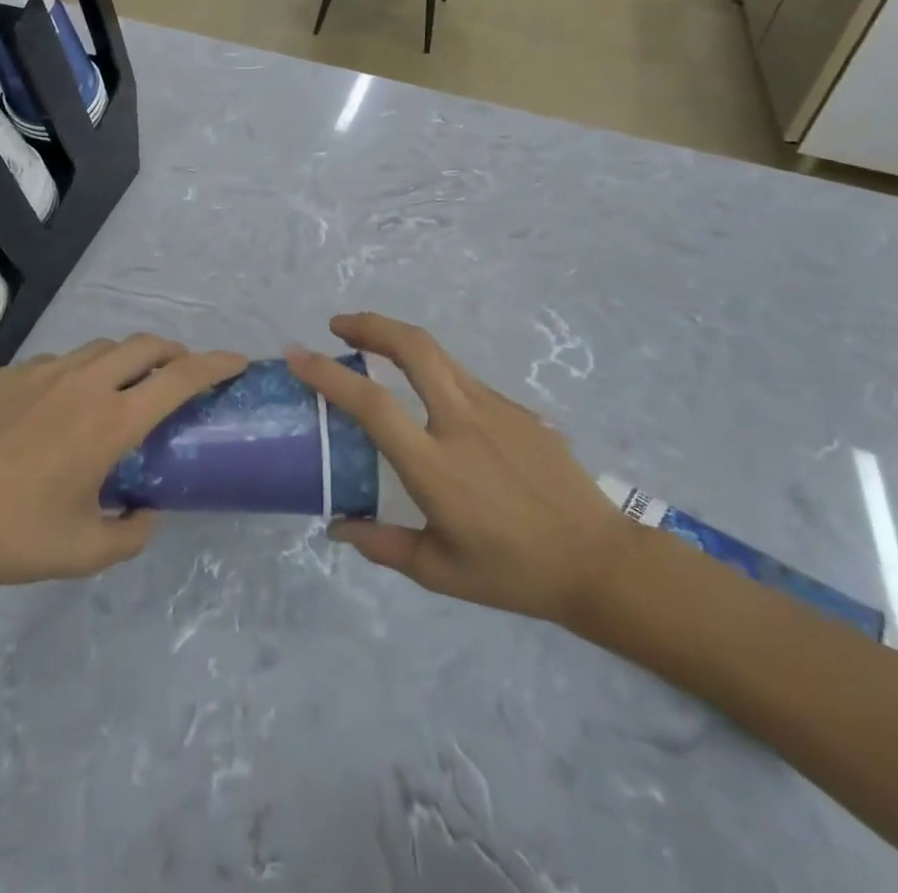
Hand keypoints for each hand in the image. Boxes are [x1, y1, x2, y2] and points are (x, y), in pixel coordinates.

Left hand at [0, 336, 245, 625]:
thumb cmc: (15, 536)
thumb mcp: (86, 552)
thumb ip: (132, 533)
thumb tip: (148, 512)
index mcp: (112, 420)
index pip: (181, 377)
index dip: (216, 364)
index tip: (238, 361)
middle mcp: (86, 383)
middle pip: (147, 345)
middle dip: (175, 352)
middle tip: (180, 376)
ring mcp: (44, 372)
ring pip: (103, 347)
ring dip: (127, 359)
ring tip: (124, 388)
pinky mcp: (10, 374)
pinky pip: (59, 361)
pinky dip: (80, 372)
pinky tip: (62, 406)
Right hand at [287, 314, 634, 632]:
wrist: (598, 560)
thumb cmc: (514, 573)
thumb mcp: (439, 571)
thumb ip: (382, 544)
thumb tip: (338, 526)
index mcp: (434, 465)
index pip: (371, 403)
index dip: (329, 373)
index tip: (299, 354)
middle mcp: (462, 422)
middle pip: (413, 347)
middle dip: (371, 324)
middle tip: (339, 325)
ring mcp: (495, 409)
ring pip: (439, 356)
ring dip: (400, 342)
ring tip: (374, 348)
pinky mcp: (518, 409)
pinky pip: (465, 381)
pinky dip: (435, 374)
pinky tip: (433, 402)